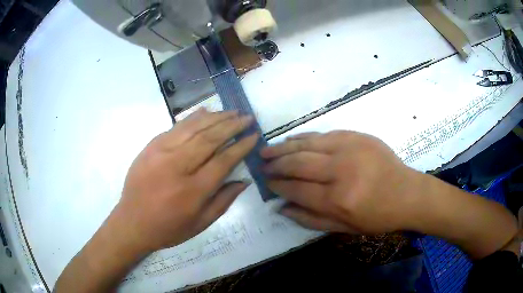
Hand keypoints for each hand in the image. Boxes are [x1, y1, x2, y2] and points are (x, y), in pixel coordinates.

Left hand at [112, 109, 257, 252]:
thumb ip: (223, 201)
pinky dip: (192, 118)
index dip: (241, 146)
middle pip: (210, 138)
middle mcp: (178, 166)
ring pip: (193, 128)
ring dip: (215, 117)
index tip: (254, 136)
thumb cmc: (168, 228)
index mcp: (193, 190)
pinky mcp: (151, 146)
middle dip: (232, 125)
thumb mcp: (200, 224)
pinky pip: (175, 127)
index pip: (223, 160)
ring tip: (231, 112)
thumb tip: (243, 180)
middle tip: (247, 117)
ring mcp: (161, 152)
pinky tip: (205, 112)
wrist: (132, 222)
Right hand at [261, 131, 421, 234]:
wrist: (407, 193)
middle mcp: (342, 170)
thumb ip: (310, 219)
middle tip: (261, 165)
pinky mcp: (357, 135)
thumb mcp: (344, 228)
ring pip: (307, 144)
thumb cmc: (378, 216)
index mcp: (338, 199)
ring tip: (267, 150)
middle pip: (298, 163)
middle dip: (275, 164)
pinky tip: (292, 140)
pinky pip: (324, 133)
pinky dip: (304, 137)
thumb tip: (281, 207)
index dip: (277, 185)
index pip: (297, 188)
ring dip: (284, 147)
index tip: (265, 182)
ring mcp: (350, 148)